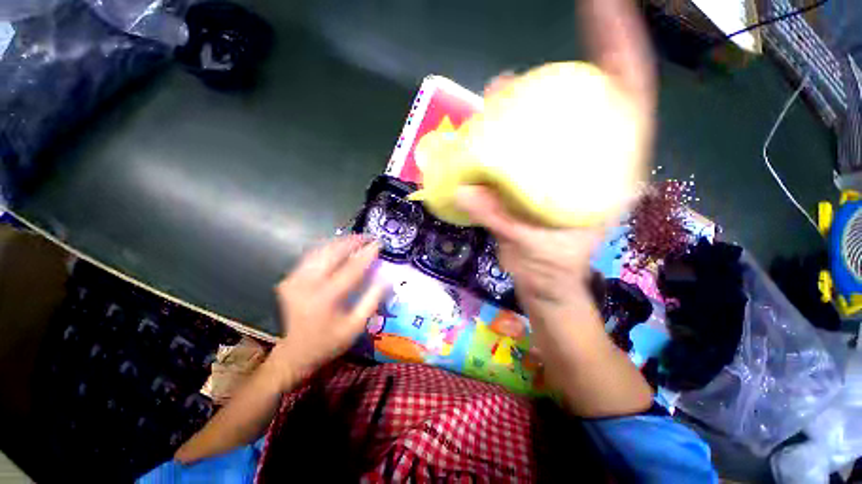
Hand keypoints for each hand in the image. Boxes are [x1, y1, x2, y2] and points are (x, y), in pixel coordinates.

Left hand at [267, 236, 384, 387]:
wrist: (295, 352)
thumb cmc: (329, 341)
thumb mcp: (356, 326)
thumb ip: (372, 300)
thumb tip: (386, 278)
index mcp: (326, 298)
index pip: (351, 268)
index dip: (367, 254)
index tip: (379, 243)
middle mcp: (307, 284)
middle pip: (332, 252)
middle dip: (352, 241)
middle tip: (369, 237)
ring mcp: (294, 279)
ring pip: (320, 250)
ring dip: (340, 242)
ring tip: (357, 239)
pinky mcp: (289, 278)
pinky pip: (312, 256)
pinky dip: (327, 249)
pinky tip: (339, 248)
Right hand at [462, 0, 655, 311]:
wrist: (544, 284)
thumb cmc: (551, 271)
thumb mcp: (532, 249)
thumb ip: (501, 221)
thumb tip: (466, 192)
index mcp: (607, 177)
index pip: (629, 102)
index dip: (621, 51)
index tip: (607, 6)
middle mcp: (590, 164)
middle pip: (593, 100)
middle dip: (578, 61)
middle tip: (544, 47)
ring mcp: (561, 170)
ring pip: (552, 122)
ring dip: (527, 101)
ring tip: (498, 90)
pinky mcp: (537, 180)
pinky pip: (523, 147)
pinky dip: (504, 134)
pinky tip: (487, 128)